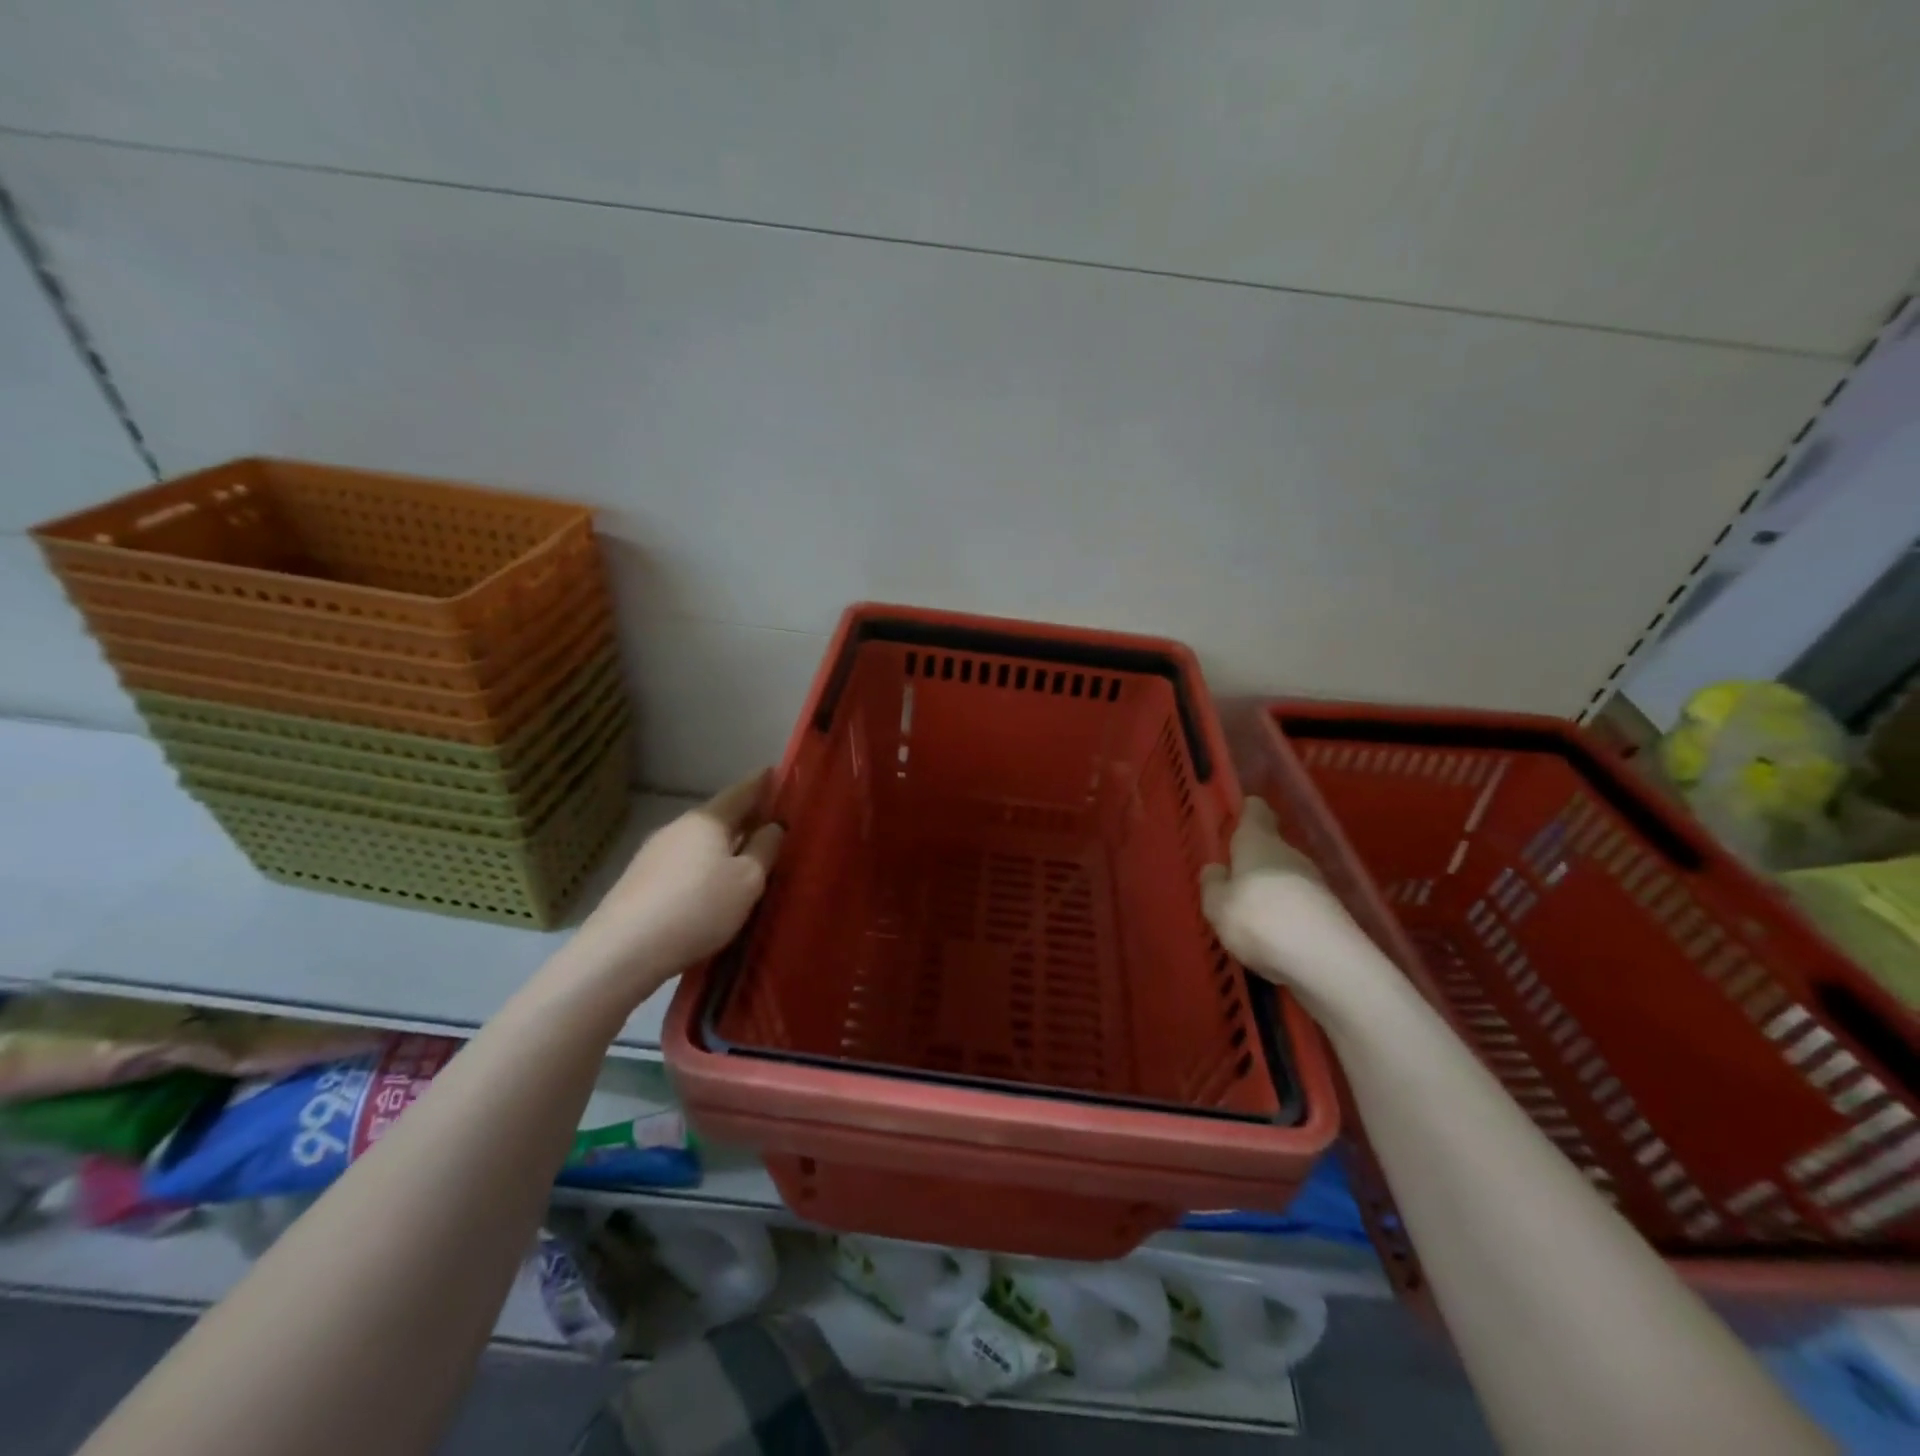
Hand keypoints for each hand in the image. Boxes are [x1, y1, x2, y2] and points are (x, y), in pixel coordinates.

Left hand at [570, 771, 783, 1000]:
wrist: (623, 950)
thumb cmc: (698, 907)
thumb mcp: (748, 881)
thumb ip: (765, 850)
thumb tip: (772, 826)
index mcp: (707, 820)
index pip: (741, 791)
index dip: (761, 783)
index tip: (776, 773)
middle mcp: (678, 827)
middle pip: (718, 817)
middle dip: (743, 818)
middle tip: (769, 823)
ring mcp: (653, 853)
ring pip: (698, 842)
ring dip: (721, 846)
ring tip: (743, 860)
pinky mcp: (639, 881)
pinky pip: (682, 865)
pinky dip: (702, 867)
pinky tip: (709, 887)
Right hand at [1200, 797, 1386, 1019]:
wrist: (1325, 961)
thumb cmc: (1259, 919)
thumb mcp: (1217, 905)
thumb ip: (1213, 885)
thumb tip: (1217, 869)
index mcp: (1258, 843)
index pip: (1256, 812)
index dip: (1248, 812)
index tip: (1241, 814)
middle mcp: (1289, 855)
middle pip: (1271, 848)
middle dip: (1253, 861)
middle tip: (1233, 880)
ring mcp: (1315, 885)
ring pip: (1285, 879)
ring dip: (1270, 892)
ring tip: (1249, 917)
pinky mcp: (1330, 916)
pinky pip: (1298, 908)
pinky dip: (1285, 918)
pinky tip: (1272, 940)